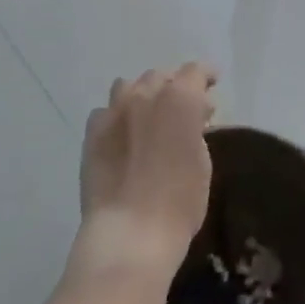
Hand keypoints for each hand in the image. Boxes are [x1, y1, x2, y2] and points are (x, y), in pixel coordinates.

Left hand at [74, 63, 217, 277]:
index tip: (212, 82)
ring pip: (128, 86)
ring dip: (143, 94)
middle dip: (174, 86)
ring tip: (150, 115)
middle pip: (160, 76)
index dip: (205, 74)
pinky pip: (106, 111)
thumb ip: (196, 130)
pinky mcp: (92, 133)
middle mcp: (144, 95)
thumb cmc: (180, 202)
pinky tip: (123, 135)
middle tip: (184, 107)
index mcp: (179, 99)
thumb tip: (192, 118)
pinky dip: (118, 116)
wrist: (130, 231)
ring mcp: (114, 112)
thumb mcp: (202, 163)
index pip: (194, 72)